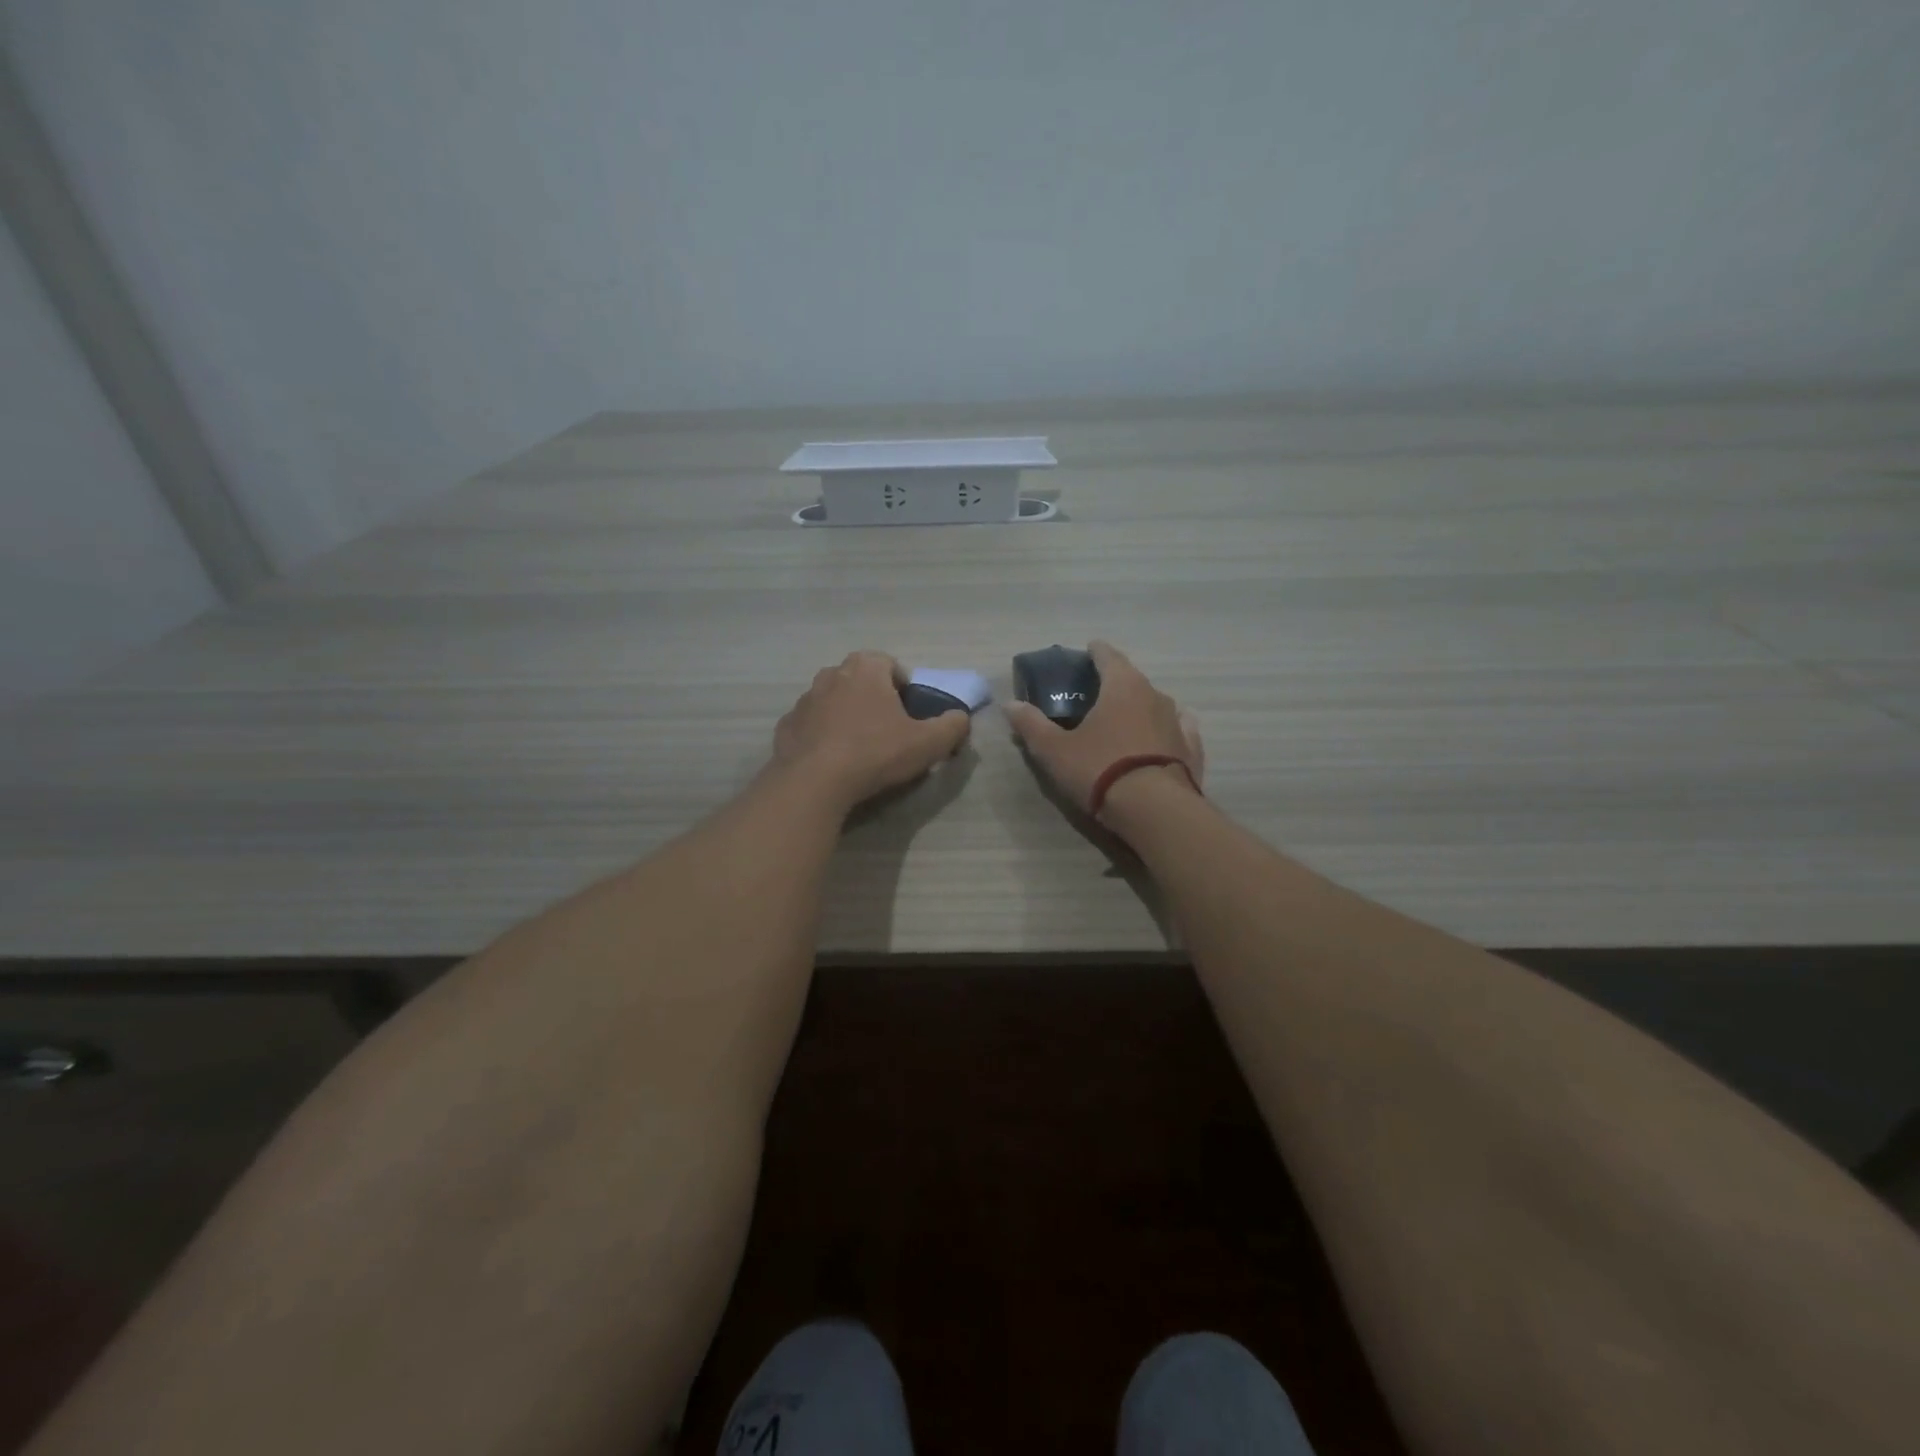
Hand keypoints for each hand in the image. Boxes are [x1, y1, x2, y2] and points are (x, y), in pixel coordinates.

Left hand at [769, 651, 970, 811]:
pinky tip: (832, 762)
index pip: (890, 665)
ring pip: (833, 701)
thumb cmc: (875, 752)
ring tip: (859, 749)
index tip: (909, 714)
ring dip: (846, 717)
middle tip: (887, 731)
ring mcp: (804, 699)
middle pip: (860, 681)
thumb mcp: (928, 743)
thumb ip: (952, 726)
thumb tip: (961, 718)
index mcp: (865, 668)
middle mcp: (831, 674)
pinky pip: (811, 725)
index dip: (904, 688)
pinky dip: (822, 736)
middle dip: (874, 699)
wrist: (814, 781)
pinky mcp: (786, 726)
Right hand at [1006, 640, 1203, 817]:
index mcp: (1122, 686)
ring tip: (1123, 719)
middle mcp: (1155, 695)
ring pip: (1156, 704)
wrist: (1155, 810)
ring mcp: (1178, 721)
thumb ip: (1031, 725)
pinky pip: (1178, 728)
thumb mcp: (1054, 750)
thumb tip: (1010, 705)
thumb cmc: (1100, 769)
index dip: (1095, 652)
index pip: (1108, 656)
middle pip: (1132, 679)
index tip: (1088, 651)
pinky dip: (1165, 728)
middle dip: (1114, 683)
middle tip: (1095, 694)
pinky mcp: (1192, 749)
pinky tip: (1159, 736)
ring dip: (1139, 707)